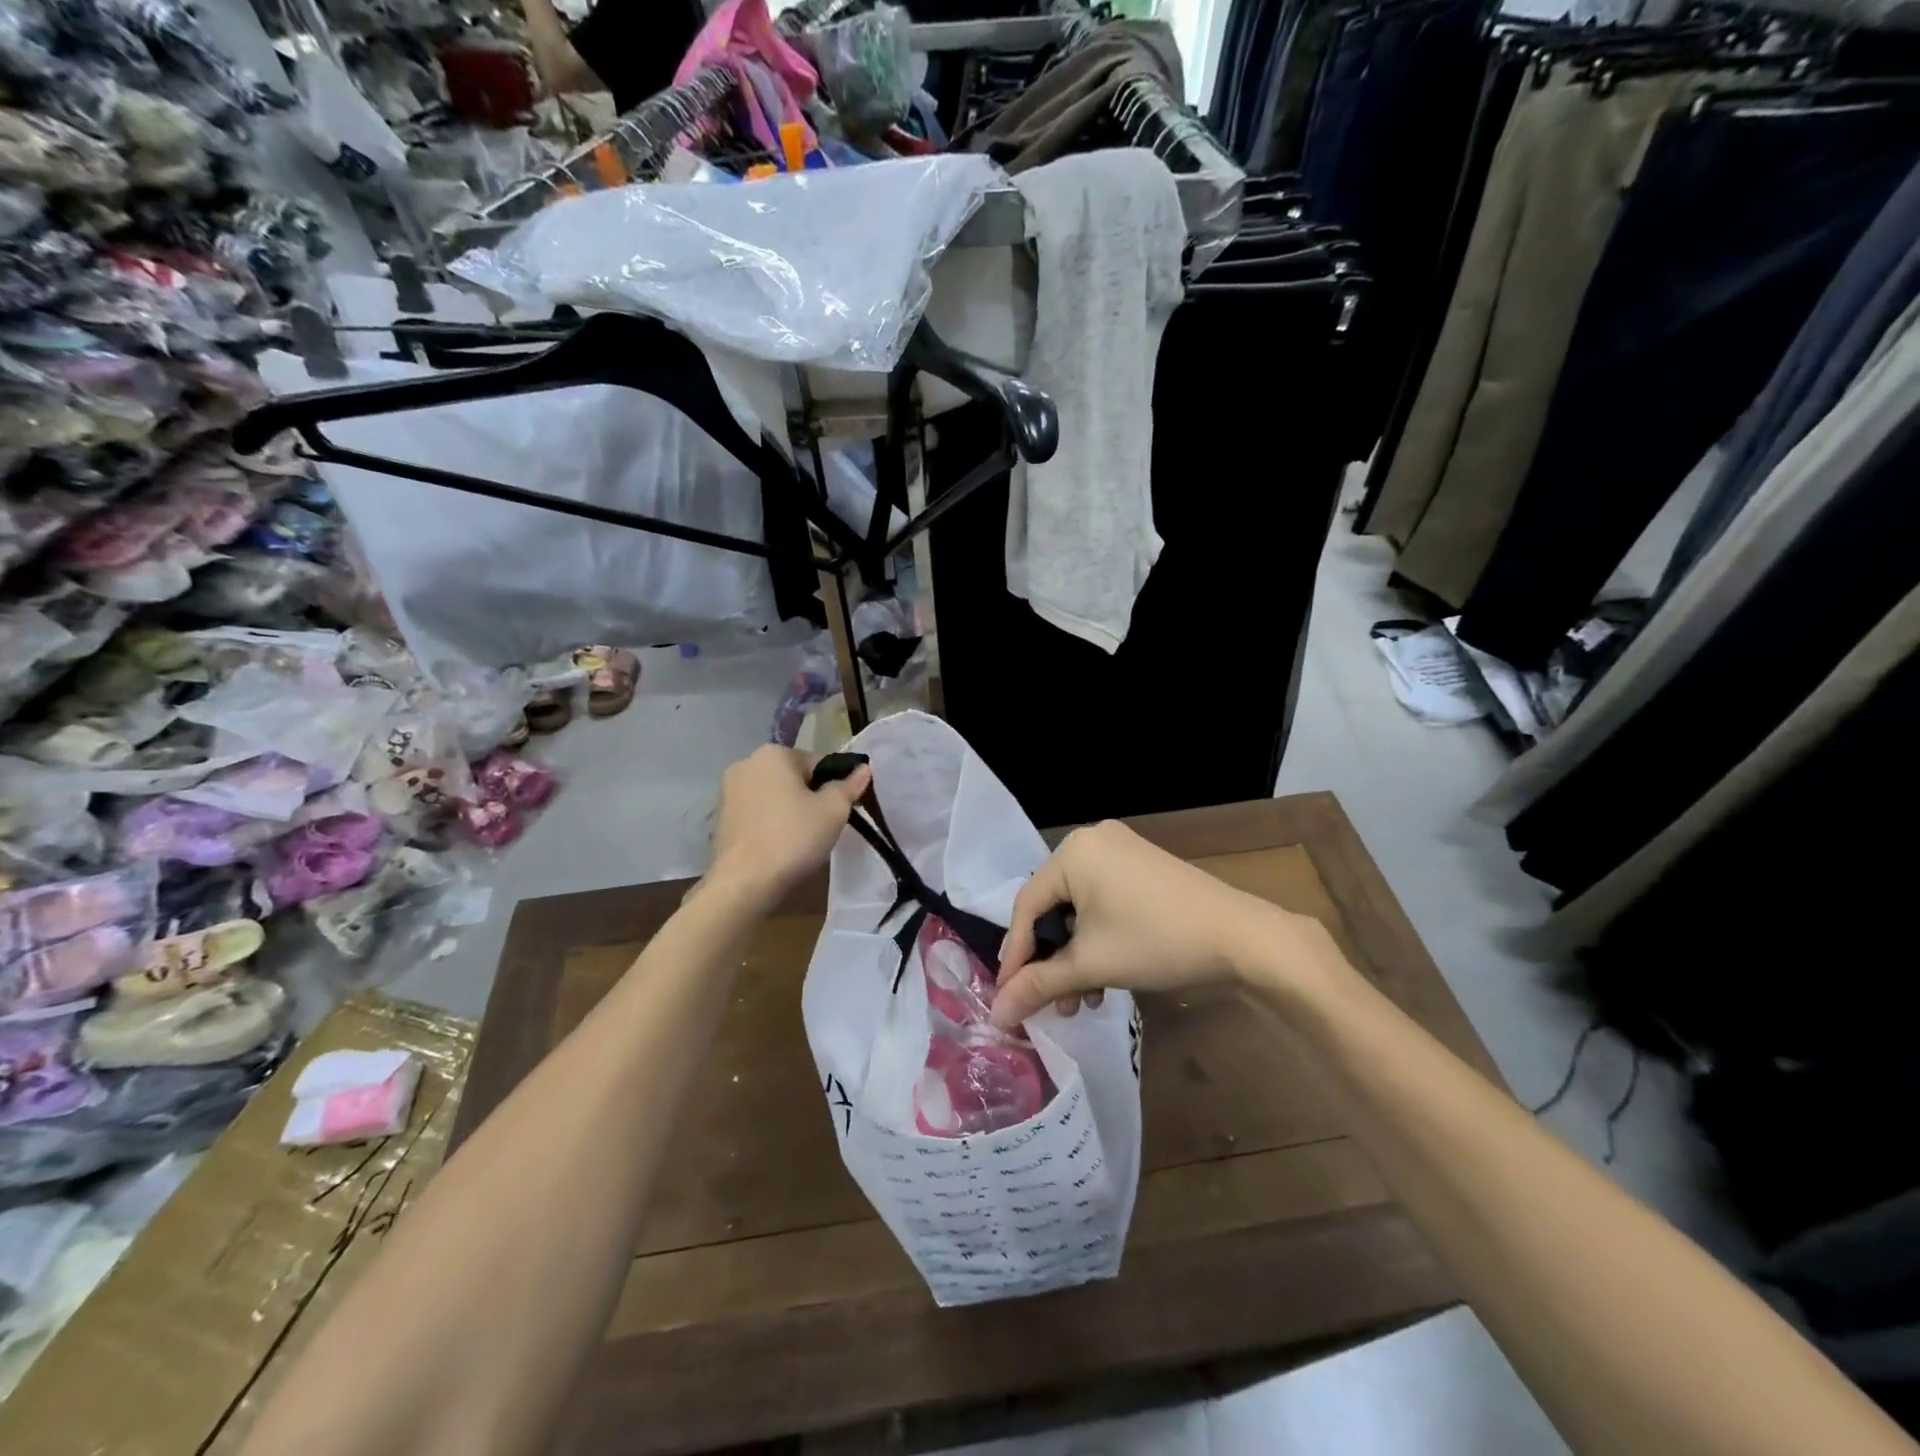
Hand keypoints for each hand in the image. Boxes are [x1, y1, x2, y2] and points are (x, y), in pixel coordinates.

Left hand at [709, 746, 870, 900]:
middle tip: (822, 827)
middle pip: (792, 778)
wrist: (743, 882)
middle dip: (809, 797)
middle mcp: (746, 763)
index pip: (817, 763)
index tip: (839, 811)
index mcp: (774, 753)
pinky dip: (769, 824)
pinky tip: (777, 847)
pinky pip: (756, 814)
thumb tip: (863, 768)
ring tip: (799, 840)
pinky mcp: (719, 818)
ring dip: (788, 811)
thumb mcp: (834, 810)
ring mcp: (727, 791)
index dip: (834, 787)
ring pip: (773, 796)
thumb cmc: (793, 837)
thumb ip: (849, 786)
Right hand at [991, 820, 1341, 1027]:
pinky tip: (1104, 977)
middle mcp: (1091, 841)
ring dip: (1075, 957)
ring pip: (1078, 909)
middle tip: (1049, 1003)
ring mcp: (1120, 851)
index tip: (1007, 997)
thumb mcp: (1091, 965)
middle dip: (1051, 961)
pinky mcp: (1141, 867)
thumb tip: (996, 1013)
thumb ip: (1038, 985)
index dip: (1016, 956)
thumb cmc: (1156, 941)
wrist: (1241, 938)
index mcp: (1072, 852)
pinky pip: (1102, 902)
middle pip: (1052, 908)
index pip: (1026, 906)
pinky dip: (1097, 938)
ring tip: (1080, 1001)